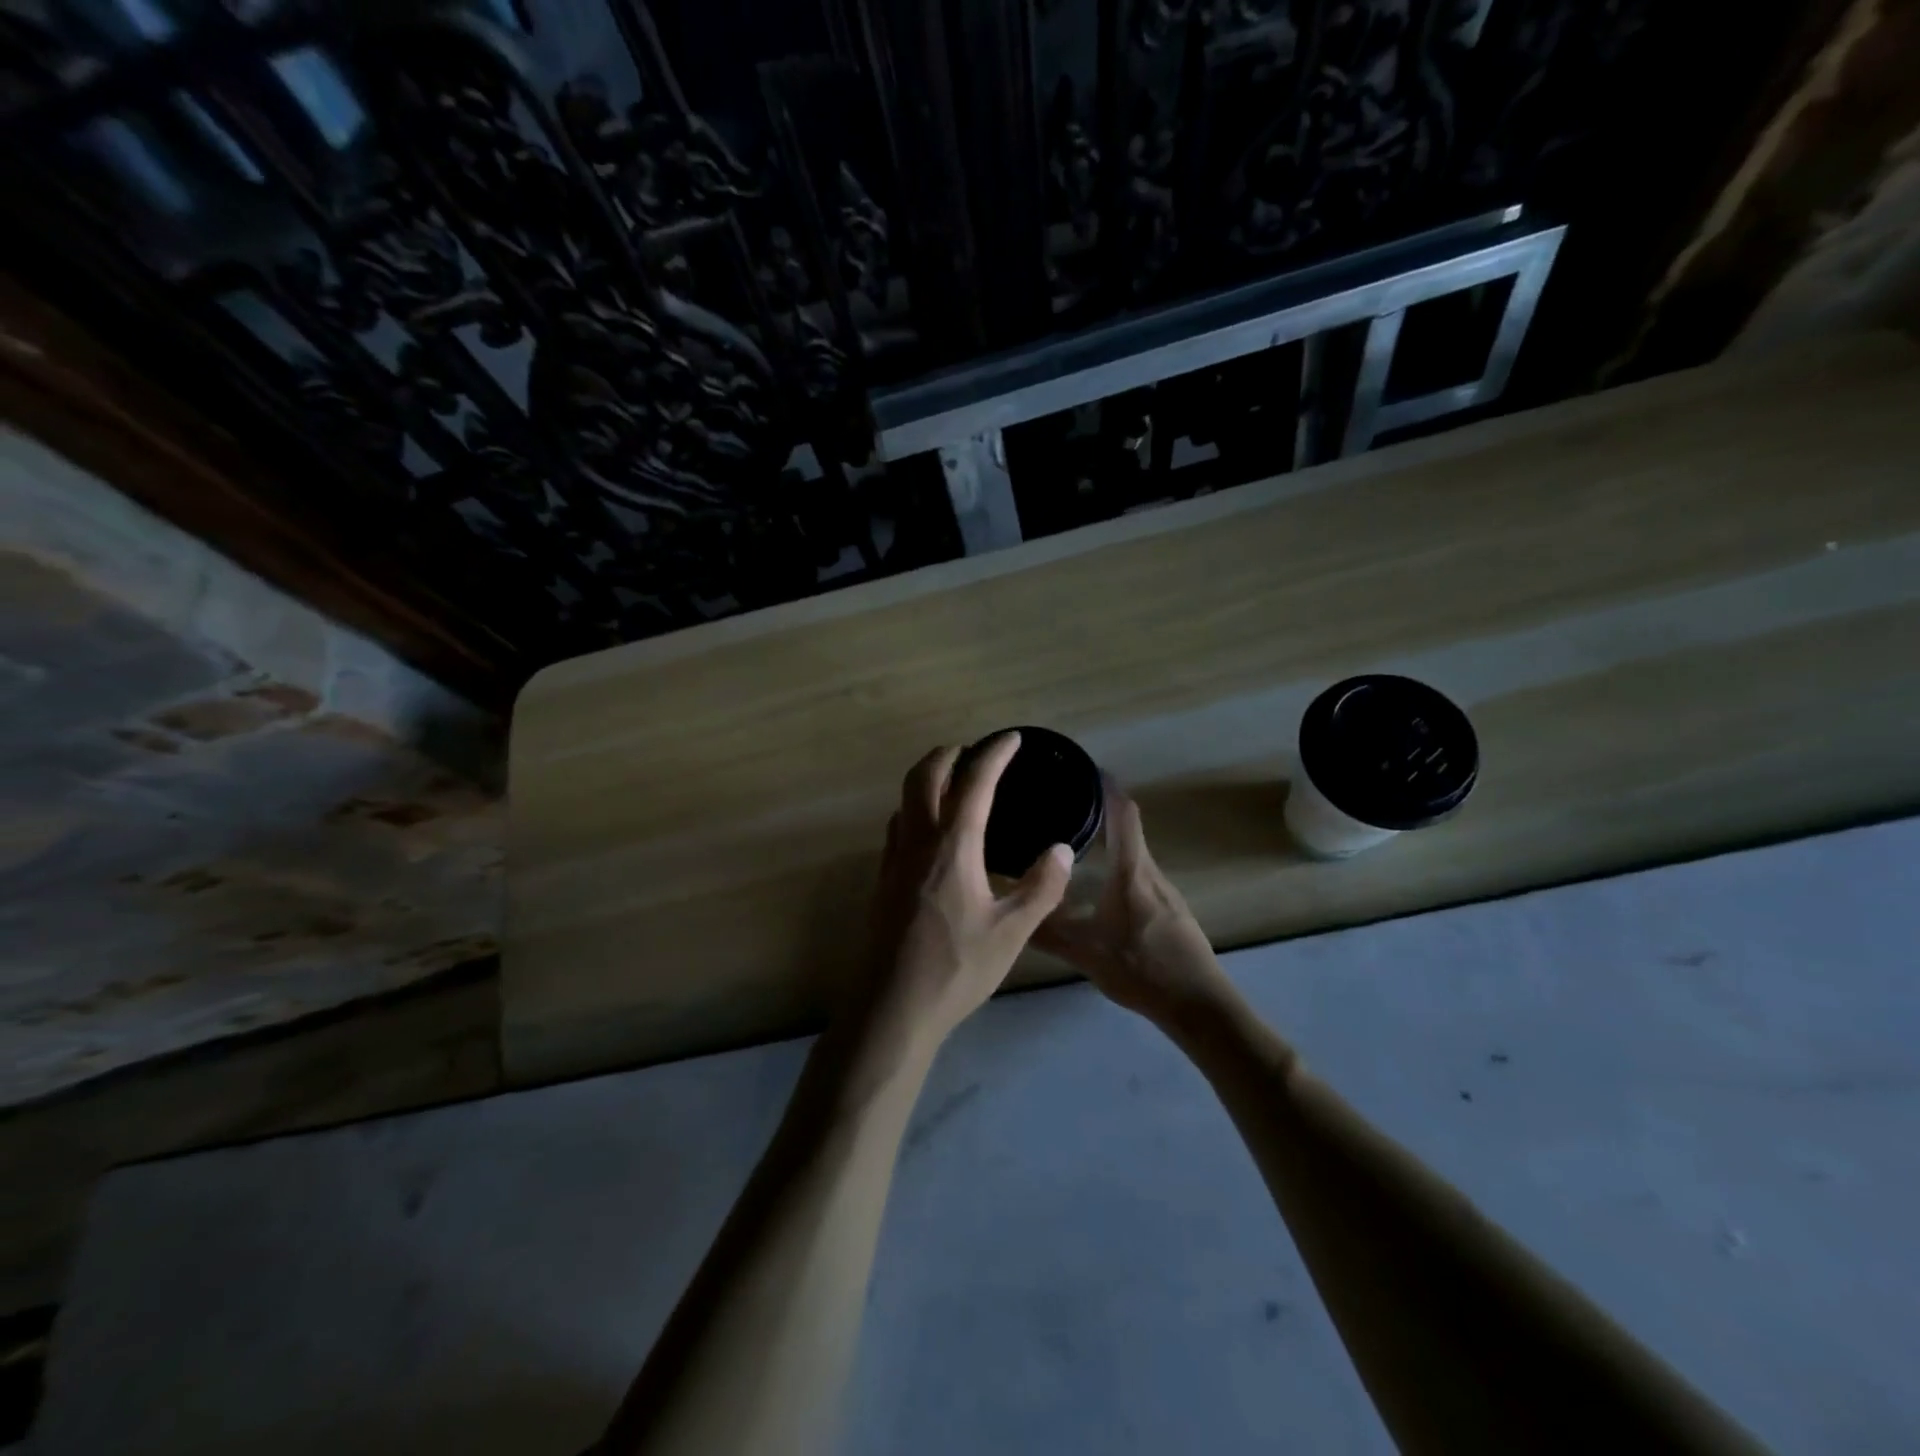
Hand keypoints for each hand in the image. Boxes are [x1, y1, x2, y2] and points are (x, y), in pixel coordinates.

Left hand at [853, 734, 1074, 1063]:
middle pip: (924, 776)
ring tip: (953, 783)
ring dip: (927, 778)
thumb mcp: (1012, 933)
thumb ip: (1041, 887)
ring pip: (905, 799)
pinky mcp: (882, 880)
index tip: (1010, 738)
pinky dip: (916, 808)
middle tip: (974, 751)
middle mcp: (918, 842)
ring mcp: (893, 860)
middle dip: (948, 753)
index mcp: (953, 847)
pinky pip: (898, 826)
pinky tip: (931, 832)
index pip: (974, 783)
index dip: (993, 754)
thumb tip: (1061, 849)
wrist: (893, 1007)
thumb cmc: (957, 968)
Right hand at [1034, 786, 1234, 1027]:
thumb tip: (1009, 914)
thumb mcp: (1086, 953)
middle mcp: (1151, 872)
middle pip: (1127, 829)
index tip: (1084, 768)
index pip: (1123, 814)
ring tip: (1074, 842)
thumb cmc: (1142, 969)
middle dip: (1099, 811)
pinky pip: (1139, 875)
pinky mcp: (1170, 911)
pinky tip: (1099, 886)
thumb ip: (1047, 933)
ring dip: (1109, 842)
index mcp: (1132, 871)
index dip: (1106, 787)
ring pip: (1133, 855)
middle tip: (1062, 805)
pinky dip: (1118, 866)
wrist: (1200, 1006)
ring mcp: (1165, 892)